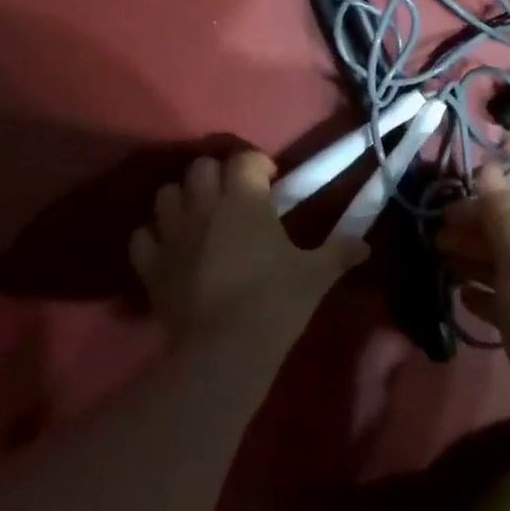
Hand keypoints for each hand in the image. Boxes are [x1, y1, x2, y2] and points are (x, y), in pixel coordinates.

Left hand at [128, 151, 366, 342]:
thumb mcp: (316, 275)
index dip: (259, 164)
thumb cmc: (275, 302)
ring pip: (166, 194)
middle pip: (201, 167)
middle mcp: (204, 206)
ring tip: (201, 217)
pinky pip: (143, 236)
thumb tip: (366, 245)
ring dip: (183, 198)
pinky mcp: (151, 266)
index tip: (272, 180)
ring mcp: (172, 234)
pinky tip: (171, 249)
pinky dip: (154, 237)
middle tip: (235, 197)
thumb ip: (341, 252)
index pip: (245, 159)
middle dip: (218, 174)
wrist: (224, 351)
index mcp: (244, 199)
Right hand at [435, 167, 509, 368]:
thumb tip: (487, 165)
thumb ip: (500, 211)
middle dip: (470, 235)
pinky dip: (480, 295)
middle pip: (503, 240)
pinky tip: (461, 297)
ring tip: (441, 262)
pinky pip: (498, 302)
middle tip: (434, 240)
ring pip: (499, 270)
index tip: (443, 215)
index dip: (477, 209)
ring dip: (471, 262)